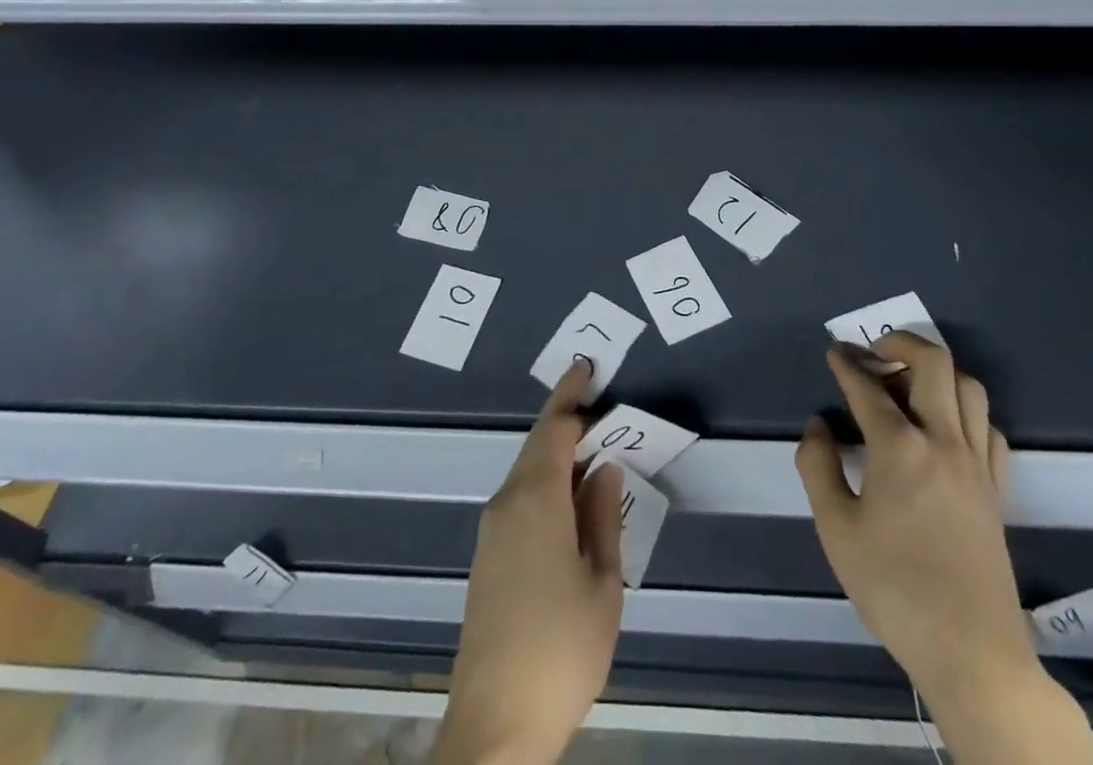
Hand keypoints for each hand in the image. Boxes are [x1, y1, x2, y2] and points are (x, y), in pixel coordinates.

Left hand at [433, 359, 622, 764]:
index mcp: (536, 500)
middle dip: (567, 422)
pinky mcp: (487, 556)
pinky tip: (569, 501)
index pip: (554, 428)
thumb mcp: (602, 582)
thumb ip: (603, 516)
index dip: (571, 395)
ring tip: (594, 453)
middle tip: (600, 408)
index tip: (585, 367)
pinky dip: (546, 483)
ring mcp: (492, 530)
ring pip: (528, 472)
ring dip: (558, 455)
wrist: (495, 725)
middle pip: (538, 446)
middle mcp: (507, 503)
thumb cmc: (560, 649)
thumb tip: (605, 468)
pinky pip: (520, 498)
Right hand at [796, 335, 1092, 764]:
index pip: (868, 388)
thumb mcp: (836, 530)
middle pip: (934, 364)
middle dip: (901, 342)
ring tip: (909, 381)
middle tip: (875, 350)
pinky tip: (946, 426)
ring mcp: (977, 464)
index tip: (833, 352)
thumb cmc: (895, 589)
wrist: (973, 654)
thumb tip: (818, 426)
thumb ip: (818, 467)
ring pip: (969, 388)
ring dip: (938, 371)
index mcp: (900, 448)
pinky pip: (990, 428)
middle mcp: (943, 441)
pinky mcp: (998, 490)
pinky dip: (966, 410)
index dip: (846, 364)